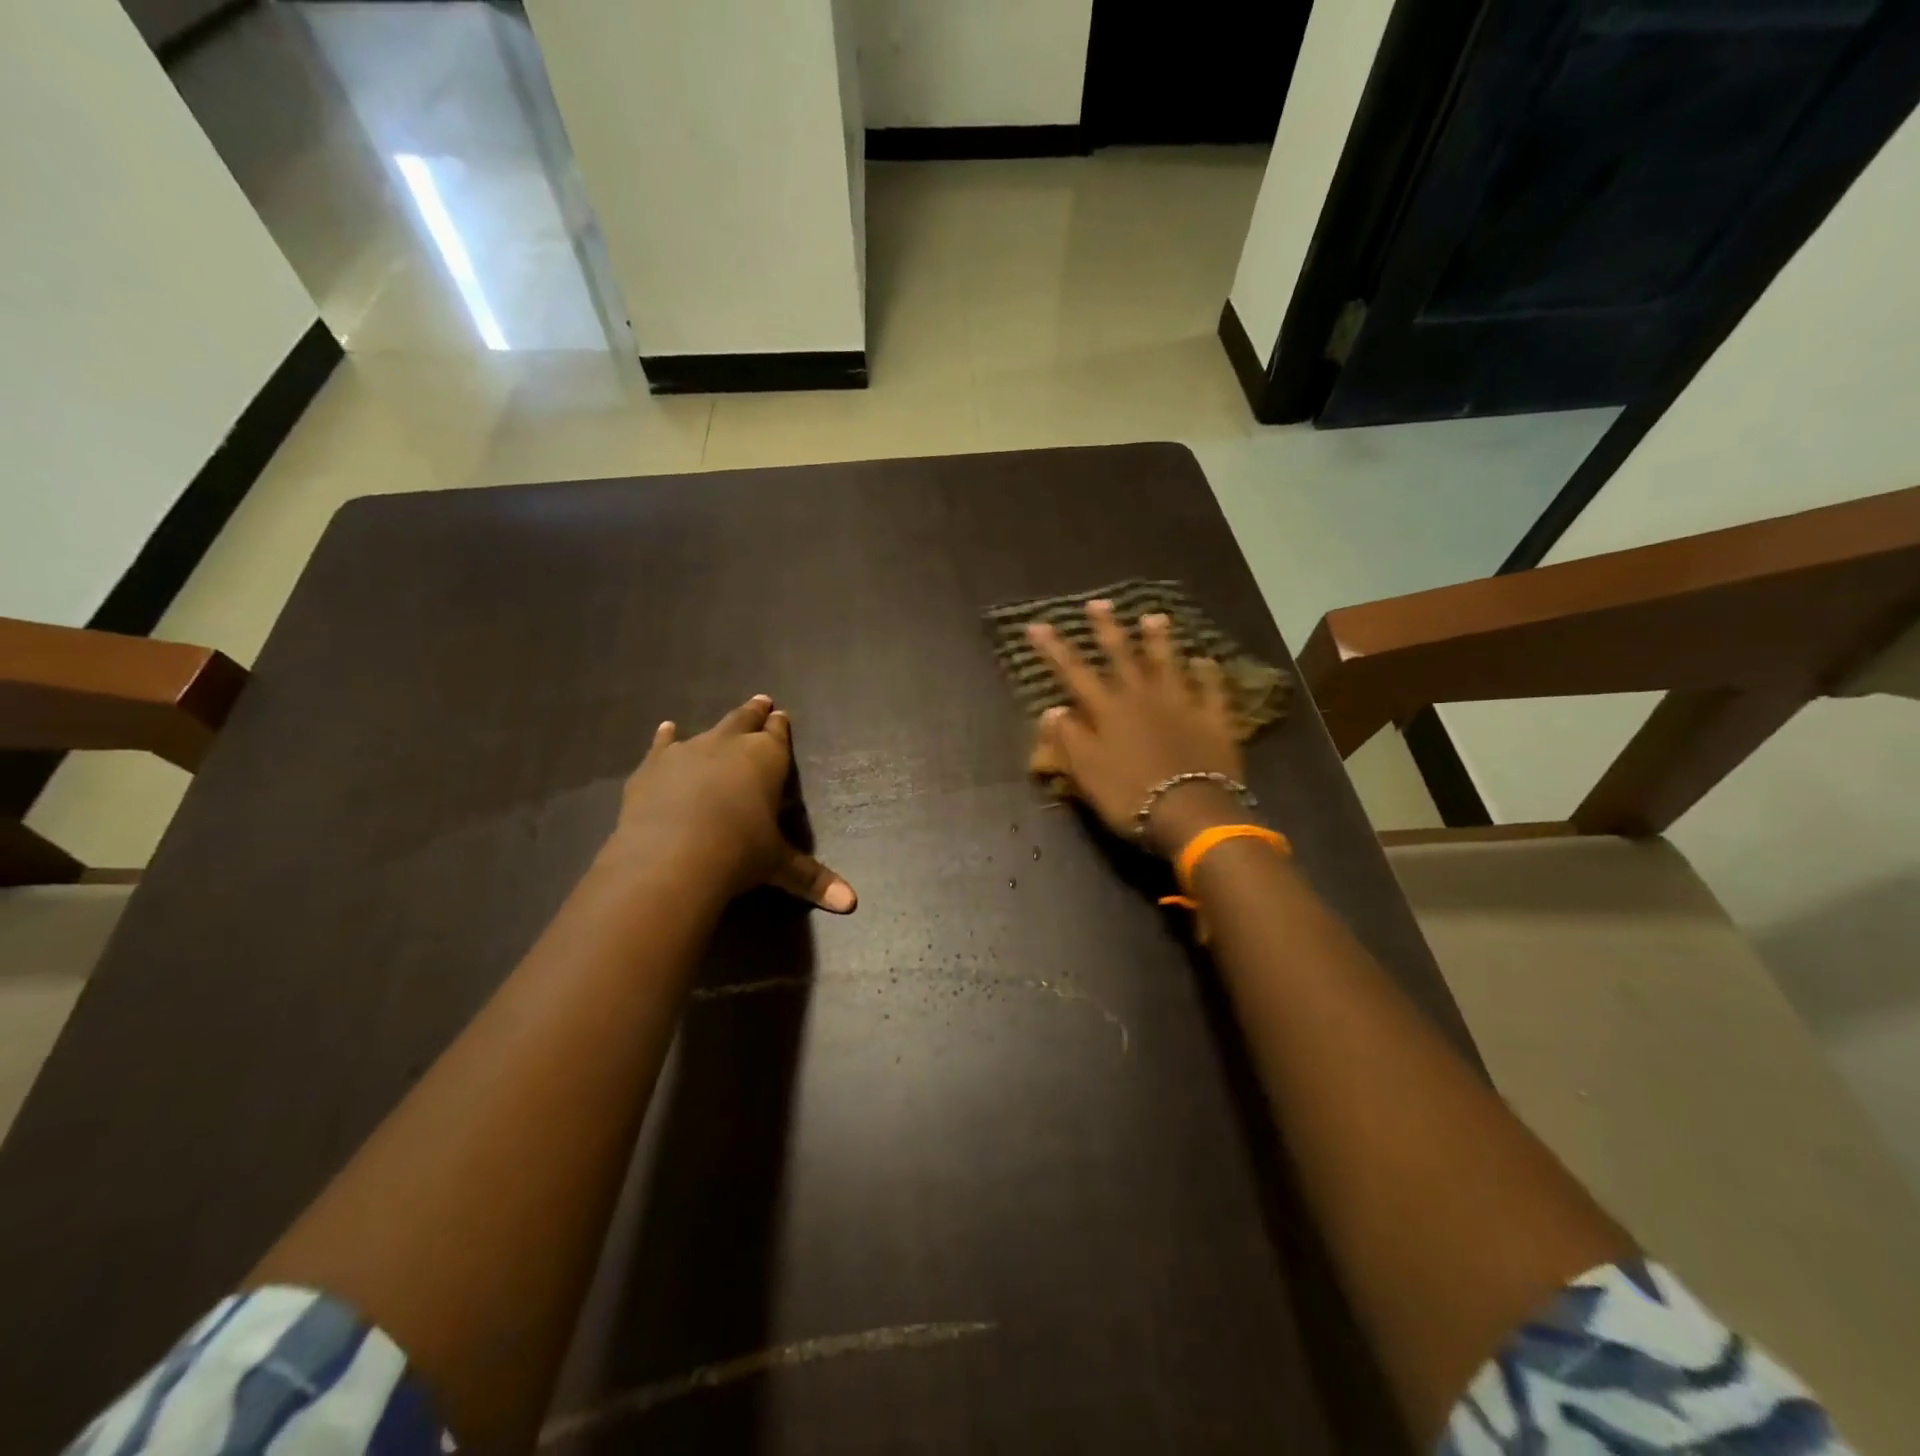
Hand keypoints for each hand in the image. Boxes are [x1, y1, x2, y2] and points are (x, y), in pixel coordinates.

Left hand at [605, 695, 856, 912]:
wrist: (672, 856)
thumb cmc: (739, 853)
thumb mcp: (779, 865)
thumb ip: (812, 878)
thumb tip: (852, 903)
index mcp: (767, 759)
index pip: (778, 735)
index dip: (780, 727)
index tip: (781, 715)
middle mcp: (729, 745)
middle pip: (745, 720)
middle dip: (755, 713)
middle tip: (762, 701)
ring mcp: (688, 751)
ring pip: (707, 730)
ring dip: (716, 727)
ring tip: (721, 722)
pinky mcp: (653, 766)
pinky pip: (663, 744)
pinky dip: (666, 737)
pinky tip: (666, 729)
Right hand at [1028, 601, 1245, 858]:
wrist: (1191, 813)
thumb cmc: (1130, 795)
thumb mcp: (1086, 773)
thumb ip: (1068, 739)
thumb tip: (1052, 709)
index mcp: (1108, 710)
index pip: (1074, 673)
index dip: (1054, 649)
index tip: (1038, 625)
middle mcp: (1142, 697)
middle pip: (1122, 656)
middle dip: (1107, 629)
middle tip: (1099, 603)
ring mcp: (1182, 704)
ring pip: (1168, 664)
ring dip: (1159, 640)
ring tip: (1154, 617)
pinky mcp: (1213, 720)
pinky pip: (1211, 690)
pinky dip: (1208, 674)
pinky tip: (1206, 660)